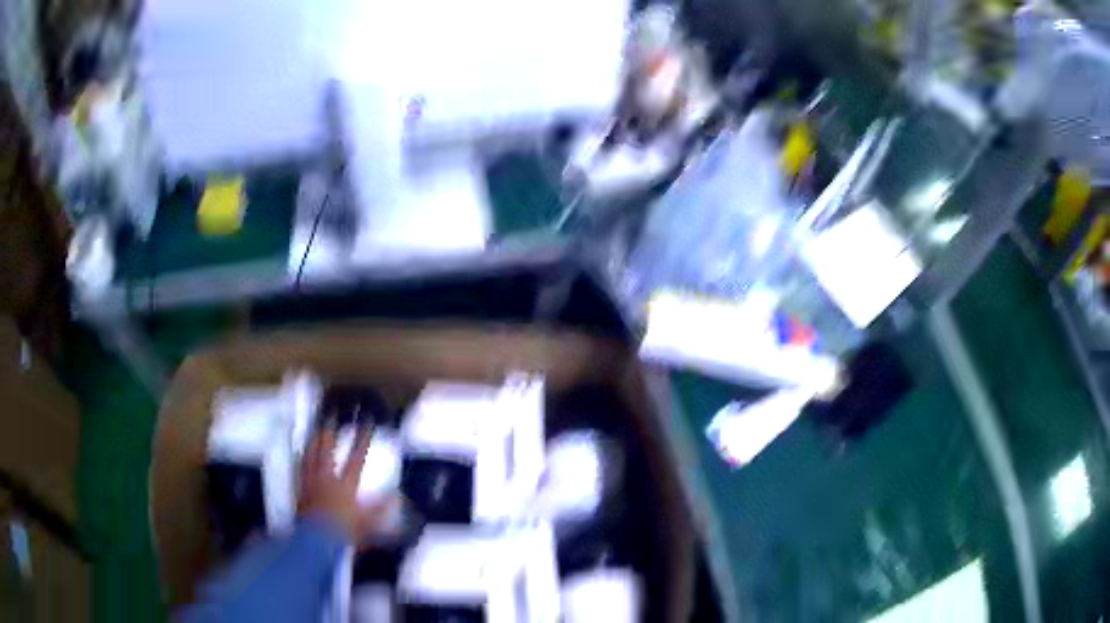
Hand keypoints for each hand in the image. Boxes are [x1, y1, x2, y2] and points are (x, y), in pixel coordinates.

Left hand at [297, 426, 393, 544]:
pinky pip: (300, 467)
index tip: (367, 424)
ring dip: (315, 440)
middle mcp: (327, 478)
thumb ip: (380, 510)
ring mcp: (311, 481)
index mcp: (346, 485)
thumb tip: (395, 496)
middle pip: (328, 449)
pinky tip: (301, 451)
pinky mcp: (300, 488)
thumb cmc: (344, 533)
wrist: (315, 541)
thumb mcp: (368, 525)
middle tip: (332, 418)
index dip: (362, 439)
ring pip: (311, 455)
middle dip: (331, 432)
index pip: (356, 457)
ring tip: (317, 429)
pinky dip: (302, 456)